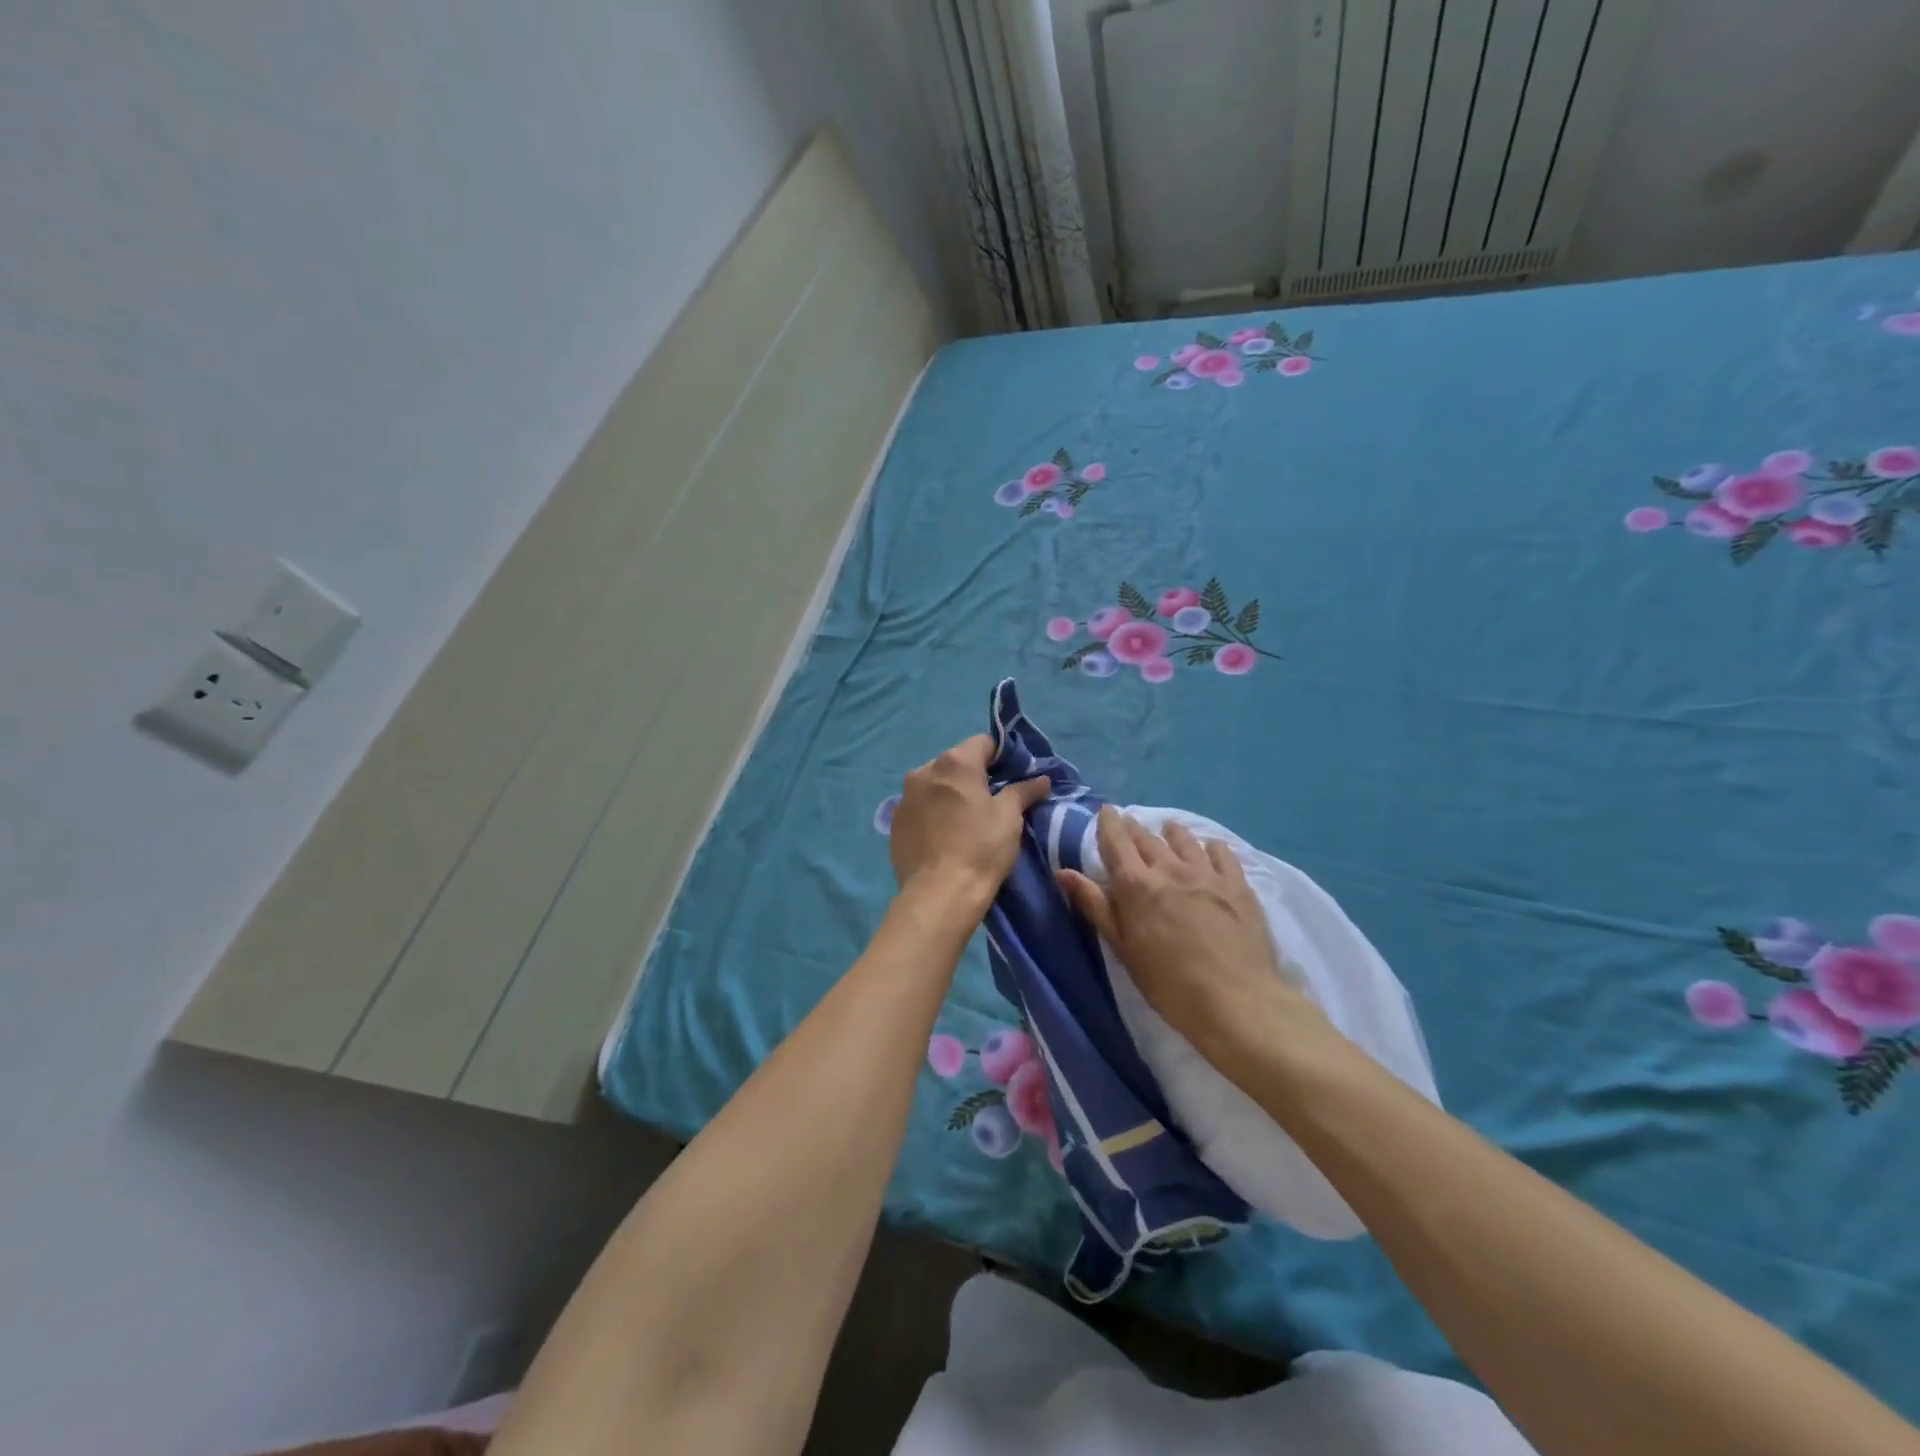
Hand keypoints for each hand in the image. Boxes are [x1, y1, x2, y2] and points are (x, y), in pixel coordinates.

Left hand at [888, 735, 1049, 910]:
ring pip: (934, 784)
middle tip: (990, 802)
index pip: (983, 743)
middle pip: (955, 762)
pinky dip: (932, 813)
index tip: (1011, 778)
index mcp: (954, 762)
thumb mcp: (1009, 817)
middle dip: (973, 776)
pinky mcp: (894, 822)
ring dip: (949, 794)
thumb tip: (1041, 779)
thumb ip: (1024, 790)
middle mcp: (924, 770)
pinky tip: (943, 836)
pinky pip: (919, 807)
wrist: (940, 893)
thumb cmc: (981, 848)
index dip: (1001, 757)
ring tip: (964, 821)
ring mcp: (904, 797)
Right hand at [1057, 808, 1326, 1058]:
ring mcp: (1207, 874)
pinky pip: (1222, 853)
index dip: (1109, 824)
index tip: (1106, 811)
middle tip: (1129, 822)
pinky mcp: (1238, 885)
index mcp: (1137, 885)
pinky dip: (1210, 846)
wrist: (1236, 1001)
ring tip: (1167, 830)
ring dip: (1171, 833)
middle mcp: (1170, 869)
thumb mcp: (1123, 949)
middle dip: (1135, 828)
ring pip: (1184, 840)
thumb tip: (1064, 872)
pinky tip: (1210, 849)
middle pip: (1148, 839)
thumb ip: (1095, 906)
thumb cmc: (1168, 983)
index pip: (1117, 842)